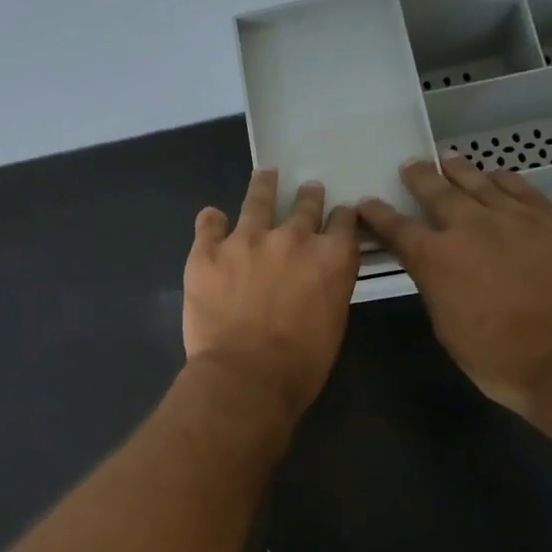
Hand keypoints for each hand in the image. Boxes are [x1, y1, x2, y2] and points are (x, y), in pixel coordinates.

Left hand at [184, 170, 359, 420]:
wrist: (245, 376)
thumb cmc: (299, 365)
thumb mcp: (332, 324)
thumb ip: (327, 288)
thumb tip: (316, 278)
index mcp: (331, 258)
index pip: (343, 222)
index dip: (341, 216)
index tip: (339, 213)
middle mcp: (293, 238)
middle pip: (305, 205)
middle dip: (309, 197)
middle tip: (309, 190)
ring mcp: (246, 240)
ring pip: (258, 200)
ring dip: (264, 186)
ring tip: (266, 175)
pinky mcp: (207, 252)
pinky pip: (209, 223)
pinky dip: (212, 220)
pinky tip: (212, 217)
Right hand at [357, 157, 551, 415]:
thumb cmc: (499, 356)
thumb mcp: (447, 326)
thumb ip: (435, 285)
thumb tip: (435, 267)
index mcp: (436, 258)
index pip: (397, 228)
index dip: (378, 215)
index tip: (367, 202)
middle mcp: (471, 227)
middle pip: (438, 192)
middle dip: (420, 178)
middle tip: (410, 165)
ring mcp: (517, 218)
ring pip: (482, 183)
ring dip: (461, 170)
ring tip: (449, 158)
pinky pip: (523, 190)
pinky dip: (505, 181)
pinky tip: (499, 175)